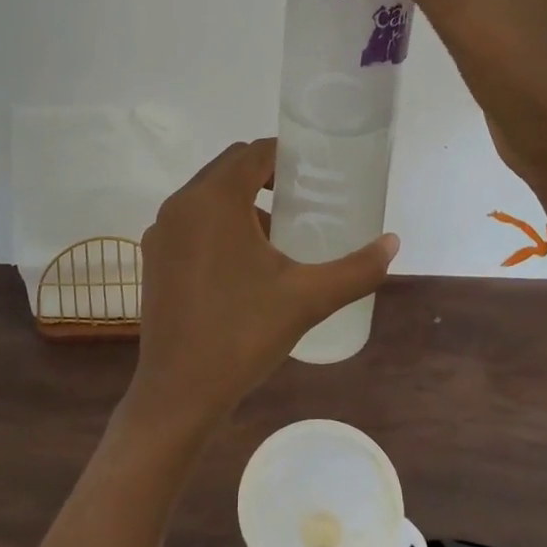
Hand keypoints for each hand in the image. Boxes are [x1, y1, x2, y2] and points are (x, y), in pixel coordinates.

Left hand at [124, 139, 399, 433]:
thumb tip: (393, 244)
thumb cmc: (243, 335)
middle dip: (265, 174)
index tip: (315, 172)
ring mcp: (161, 230)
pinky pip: (190, 219)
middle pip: (229, 166)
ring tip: (277, 230)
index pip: (254, 152)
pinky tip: (242, 260)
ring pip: (207, 193)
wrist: (178, 394)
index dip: (287, 154)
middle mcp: (181, 204)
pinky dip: (217, 221)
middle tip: (302, 197)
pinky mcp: (153, 256)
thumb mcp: (307, 298)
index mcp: (215, 199)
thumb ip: (356, 268)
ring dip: (241, 198)